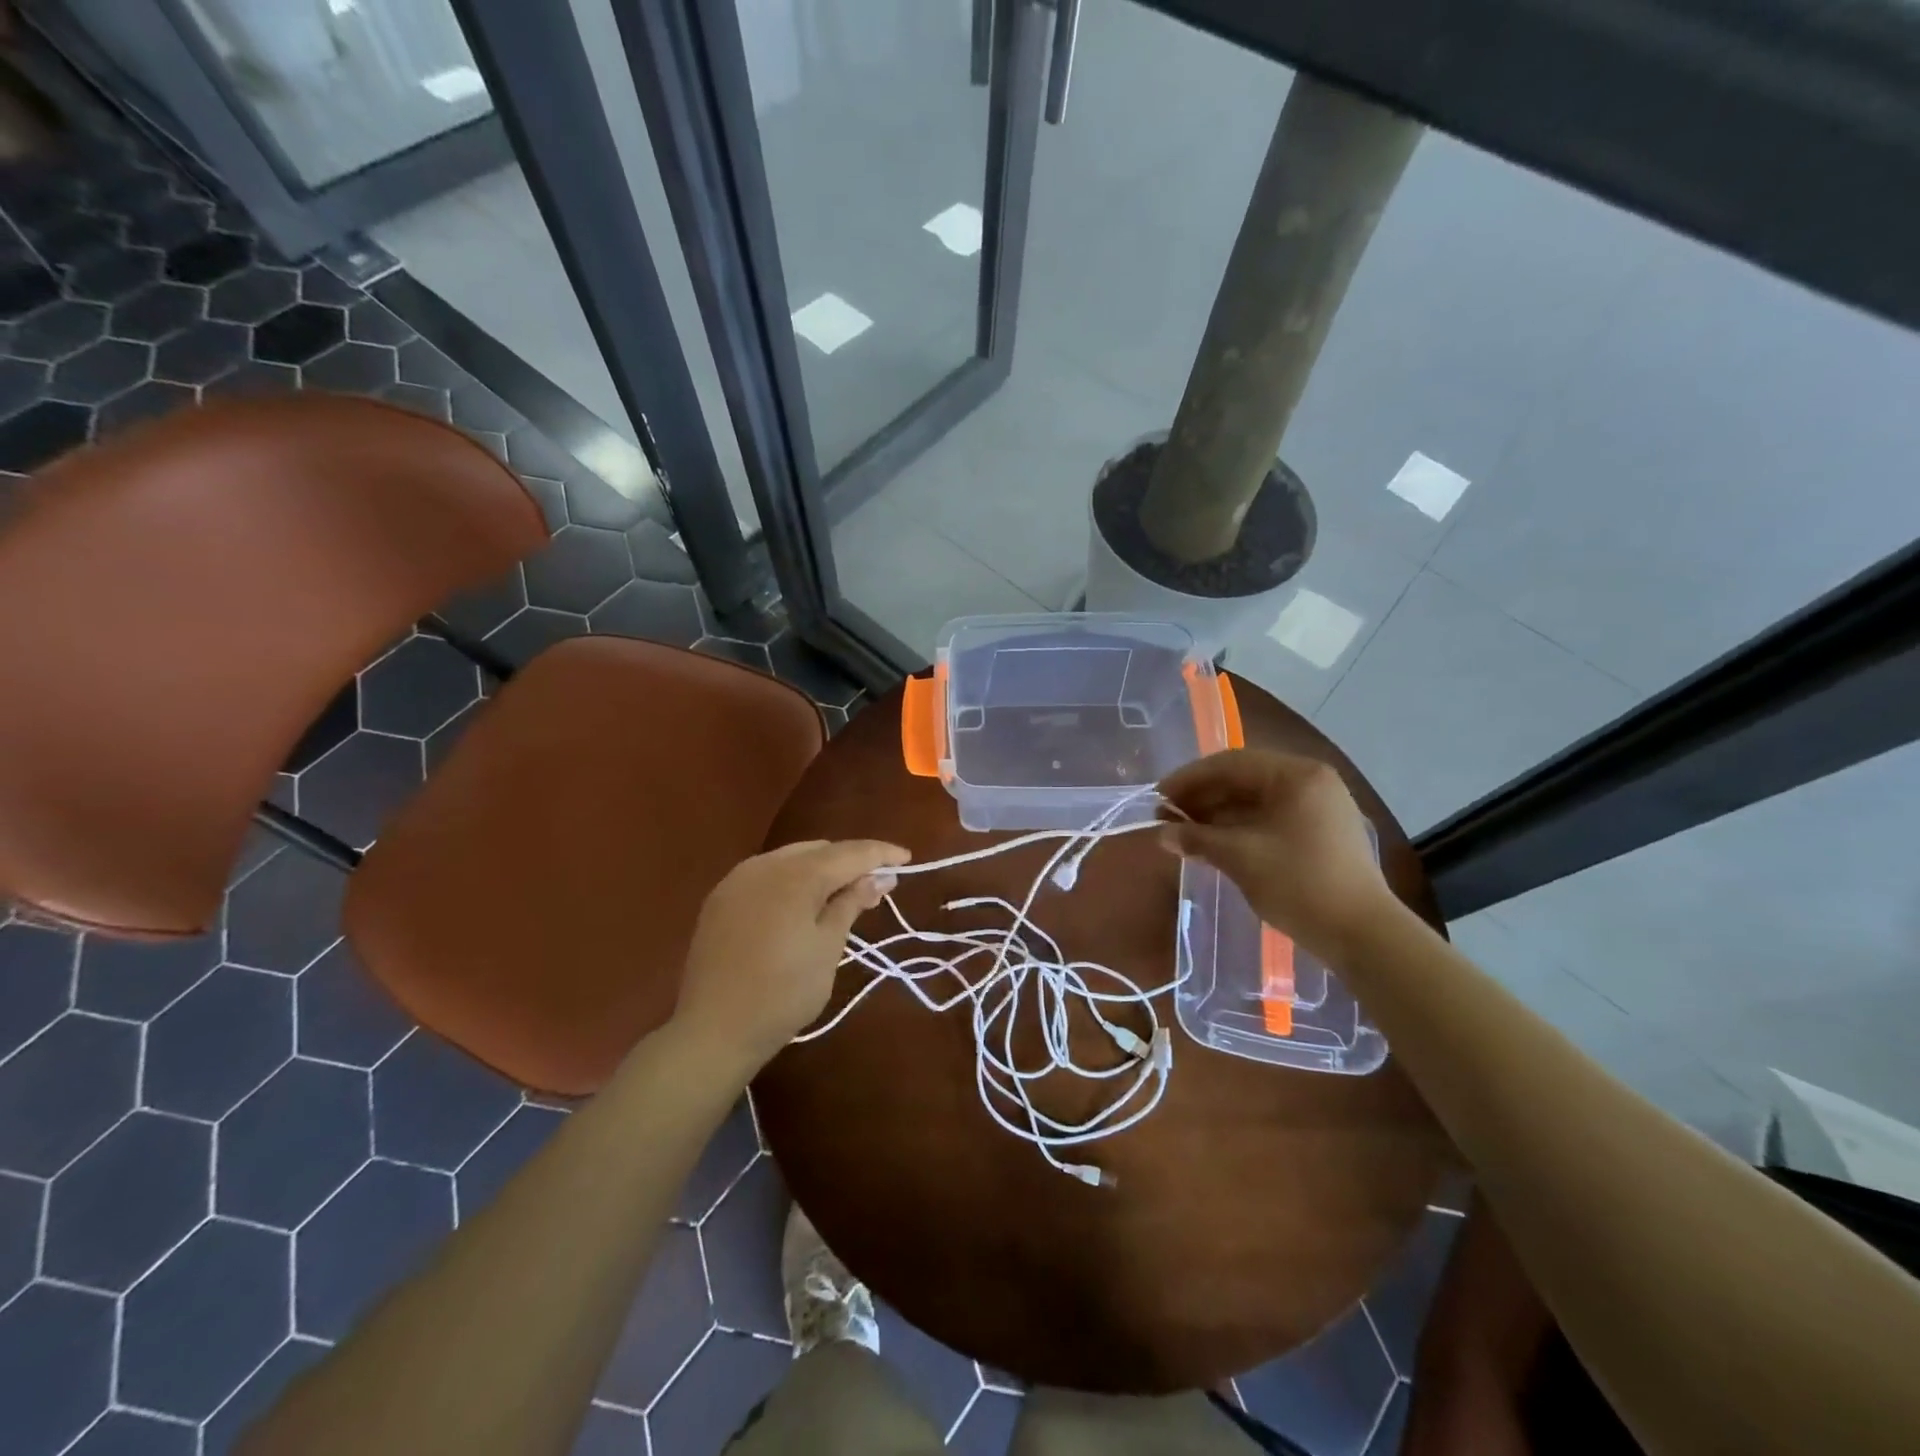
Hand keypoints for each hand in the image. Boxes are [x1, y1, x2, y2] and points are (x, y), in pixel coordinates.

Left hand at [672, 839, 909, 1073]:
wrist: (713, 1030)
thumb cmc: (783, 993)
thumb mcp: (828, 948)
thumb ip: (851, 904)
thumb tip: (879, 877)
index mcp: (796, 876)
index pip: (849, 852)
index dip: (880, 854)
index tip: (906, 859)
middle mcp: (764, 865)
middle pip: (819, 850)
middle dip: (850, 862)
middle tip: (877, 886)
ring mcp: (737, 880)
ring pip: (791, 859)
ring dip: (820, 869)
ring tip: (842, 894)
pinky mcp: (720, 899)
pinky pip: (766, 875)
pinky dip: (792, 881)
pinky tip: (801, 903)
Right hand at [1157, 749, 1394, 963]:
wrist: (1363, 936)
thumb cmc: (1300, 884)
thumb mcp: (1240, 857)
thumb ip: (1197, 838)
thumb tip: (1163, 834)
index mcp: (1296, 775)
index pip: (1230, 763)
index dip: (1189, 779)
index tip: (1158, 798)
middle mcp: (1310, 782)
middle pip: (1244, 779)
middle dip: (1202, 797)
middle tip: (1167, 817)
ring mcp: (1319, 808)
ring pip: (1256, 801)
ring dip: (1218, 814)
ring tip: (1184, 833)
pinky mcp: (1321, 834)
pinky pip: (1270, 819)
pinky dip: (1240, 828)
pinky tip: (1214, 844)